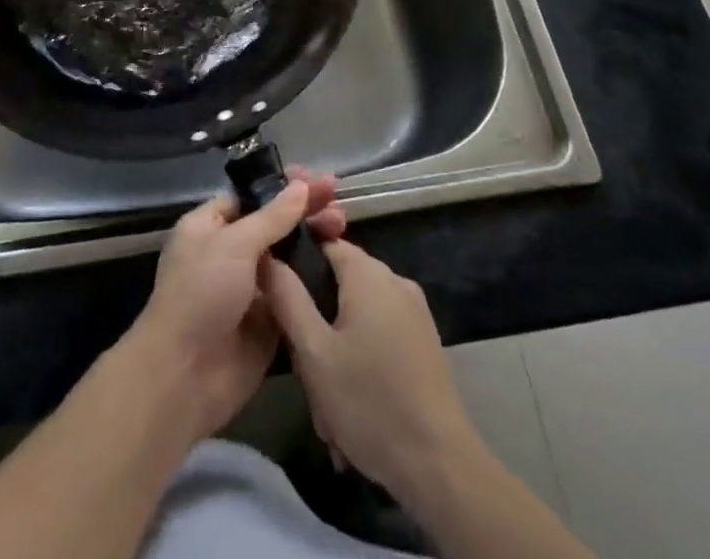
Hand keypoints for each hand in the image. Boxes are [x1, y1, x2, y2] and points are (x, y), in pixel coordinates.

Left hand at [120, 172, 345, 440]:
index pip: (251, 197)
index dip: (282, 187)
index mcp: (210, 227)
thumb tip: (300, 185)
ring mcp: (250, 289)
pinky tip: (342, 265)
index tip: (315, 178)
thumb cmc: (201, 294)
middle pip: (273, 225)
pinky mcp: (268, 323)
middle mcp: (229, 254)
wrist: (184, 376)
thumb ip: (272, 217)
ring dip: (313, 240)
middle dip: (303, 210)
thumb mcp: (235, 245)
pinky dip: (315, 281)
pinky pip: (294, 295)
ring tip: (343, 225)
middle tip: (338, 199)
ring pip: (287, 258)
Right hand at [264, 239, 477, 503]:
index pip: (323, 243)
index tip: (279, 300)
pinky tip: (352, 410)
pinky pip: (379, 336)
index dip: (296, 265)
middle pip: (339, 284)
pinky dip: (361, 363)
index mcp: (368, 273)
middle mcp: (394, 280)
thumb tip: (267, 257)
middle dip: (317, 325)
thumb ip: (287, 297)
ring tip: (328, 407)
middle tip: (305, 372)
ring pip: (357, 317)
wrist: (441, 467)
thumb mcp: (314, 352)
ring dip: (337, 353)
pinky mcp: (424, 341)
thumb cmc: (369, 402)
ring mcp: (414, 312)